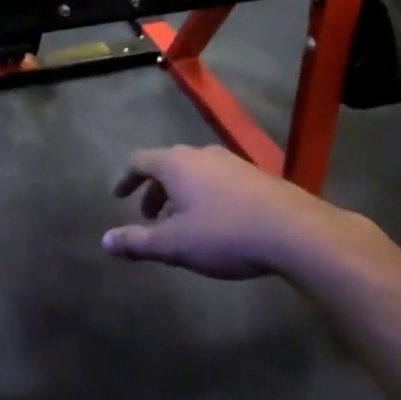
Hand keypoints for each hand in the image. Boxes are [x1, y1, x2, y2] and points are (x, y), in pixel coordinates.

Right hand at [104, 145, 374, 280]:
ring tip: (180, 225)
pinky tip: (215, 225)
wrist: (295, 231)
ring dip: (180, 195)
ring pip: (194, 173)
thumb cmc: (225, 234)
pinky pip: (218, 180)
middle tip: (147, 218)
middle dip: (153, 191)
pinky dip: (204, 197)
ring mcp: (232, 162)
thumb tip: (105, 241)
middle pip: (167, 165)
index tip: (117, 196)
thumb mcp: (174, 244)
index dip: (125, 178)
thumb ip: (137, 241)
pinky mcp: (256, 176)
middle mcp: (201, 154)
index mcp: (176, 163)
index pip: (139, 160)